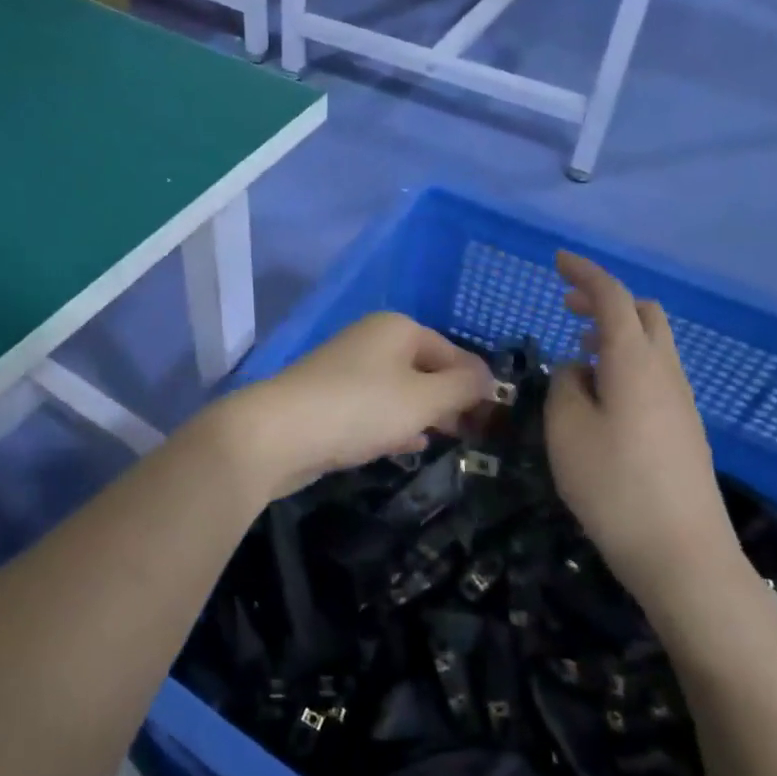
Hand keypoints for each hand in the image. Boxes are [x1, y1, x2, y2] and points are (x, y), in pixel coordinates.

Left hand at [228, 313, 493, 499]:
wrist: (279, 433)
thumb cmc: (360, 408)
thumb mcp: (423, 399)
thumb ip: (463, 387)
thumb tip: (489, 379)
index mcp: (398, 328)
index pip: (455, 353)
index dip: (479, 384)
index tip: (497, 421)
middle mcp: (373, 340)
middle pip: (427, 369)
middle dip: (452, 400)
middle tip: (476, 436)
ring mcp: (348, 369)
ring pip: (401, 391)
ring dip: (425, 414)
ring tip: (449, 442)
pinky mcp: (330, 399)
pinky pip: (376, 408)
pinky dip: (395, 424)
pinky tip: (410, 447)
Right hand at [544, 252, 752, 620]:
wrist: (682, 554)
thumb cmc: (613, 485)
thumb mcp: (566, 430)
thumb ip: (566, 386)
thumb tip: (578, 370)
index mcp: (634, 362)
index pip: (612, 298)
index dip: (585, 273)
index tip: (557, 260)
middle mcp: (665, 372)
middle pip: (643, 313)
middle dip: (604, 299)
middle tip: (565, 305)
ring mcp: (681, 401)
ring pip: (652, 343)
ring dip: (616, 331)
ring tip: (578, 347)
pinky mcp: (684, 428)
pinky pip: (655, 372)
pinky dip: (626, 360)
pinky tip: (601, 392)